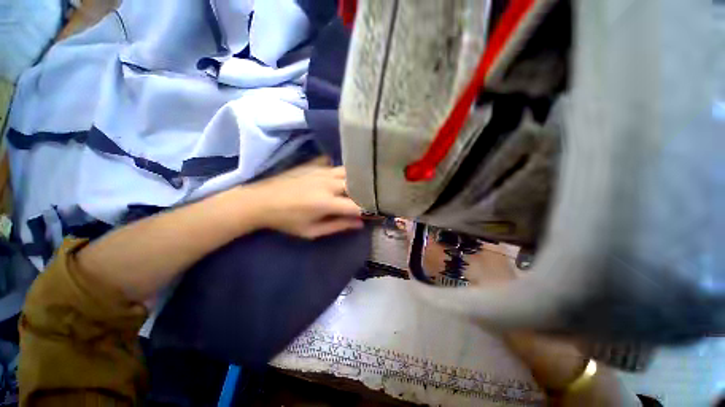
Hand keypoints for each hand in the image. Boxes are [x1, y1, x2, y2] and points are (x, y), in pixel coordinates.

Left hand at [247, 162, 363, 238]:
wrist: (261, 201)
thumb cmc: (287, 220)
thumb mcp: (312, 231)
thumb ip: (338, 226)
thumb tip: (359, 223)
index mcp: (326, 203)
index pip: (357, 205)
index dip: (370, 210)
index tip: (377, 213)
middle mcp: (328, 183)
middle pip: (356, 184)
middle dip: (366, 193)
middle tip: (370, 200)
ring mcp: (322, 171)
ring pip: (349, 172)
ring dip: (357, 180)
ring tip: (361, 188)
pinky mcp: (315, 165)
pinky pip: (336, 165)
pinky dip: (344, 172)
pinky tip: (344, 177)